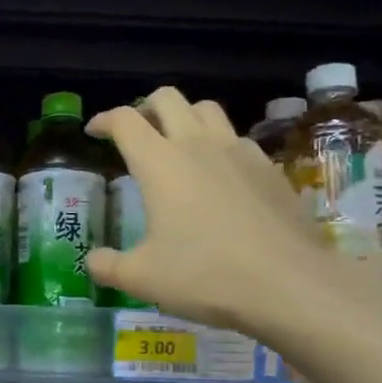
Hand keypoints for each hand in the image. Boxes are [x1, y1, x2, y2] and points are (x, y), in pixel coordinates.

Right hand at [87, 87, 351, 333]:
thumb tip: (92, 261)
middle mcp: (198, 145)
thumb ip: (108, 266)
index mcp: (159, 163)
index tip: (94, 131)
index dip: (105, 120)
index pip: (125, 121)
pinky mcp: (269, 168)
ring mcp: (239, 152)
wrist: (289, 283)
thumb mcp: (142, 278)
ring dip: (185, 117)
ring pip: (207, 109)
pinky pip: (237, 138)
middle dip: (145, 107)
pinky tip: (219, 174)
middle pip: (167, 99)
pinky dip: (219, 144)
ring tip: (177, 143)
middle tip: (135, 132)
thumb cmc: (205, 275)